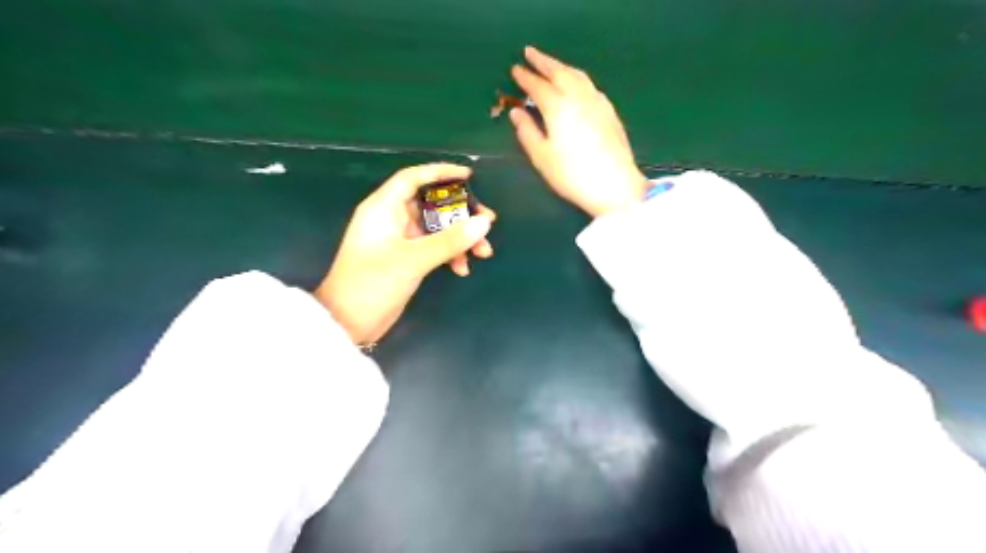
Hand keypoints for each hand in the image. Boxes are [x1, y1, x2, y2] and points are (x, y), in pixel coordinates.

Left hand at [316, 164, 496, 345]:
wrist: (347, 322)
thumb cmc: (373, 283)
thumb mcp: (414, 259)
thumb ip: (450, 240)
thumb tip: (484, 222)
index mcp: (384, 208)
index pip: (413, 178)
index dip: (441, 172)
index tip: (469, 176)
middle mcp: (391, 219)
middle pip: (432, 205)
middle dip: (461, 214)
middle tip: (488, 221)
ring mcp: (399, 240)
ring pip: (436, 229)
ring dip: (460, 238)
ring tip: (484, 252)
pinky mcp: (405, 259)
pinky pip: (433, 248)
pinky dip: (449, 254)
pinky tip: (462, 269)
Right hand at [508, 46, 648, 218]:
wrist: (615, 186)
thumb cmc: (572, 175)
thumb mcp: (542, 158)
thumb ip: (527, 132)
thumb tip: (516, 112)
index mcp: (558, 108)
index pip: (538, 86)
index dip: (525, 77)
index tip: (515, 69)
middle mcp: (579, 97)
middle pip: (559, 72)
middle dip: (543, 61)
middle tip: (530, 53)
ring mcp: (597, 102)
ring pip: (577, 75)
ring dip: (561, 66)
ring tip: (551, 65)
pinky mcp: (610, 111)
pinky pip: (589, 85)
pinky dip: (577, 77)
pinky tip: (575, 84)